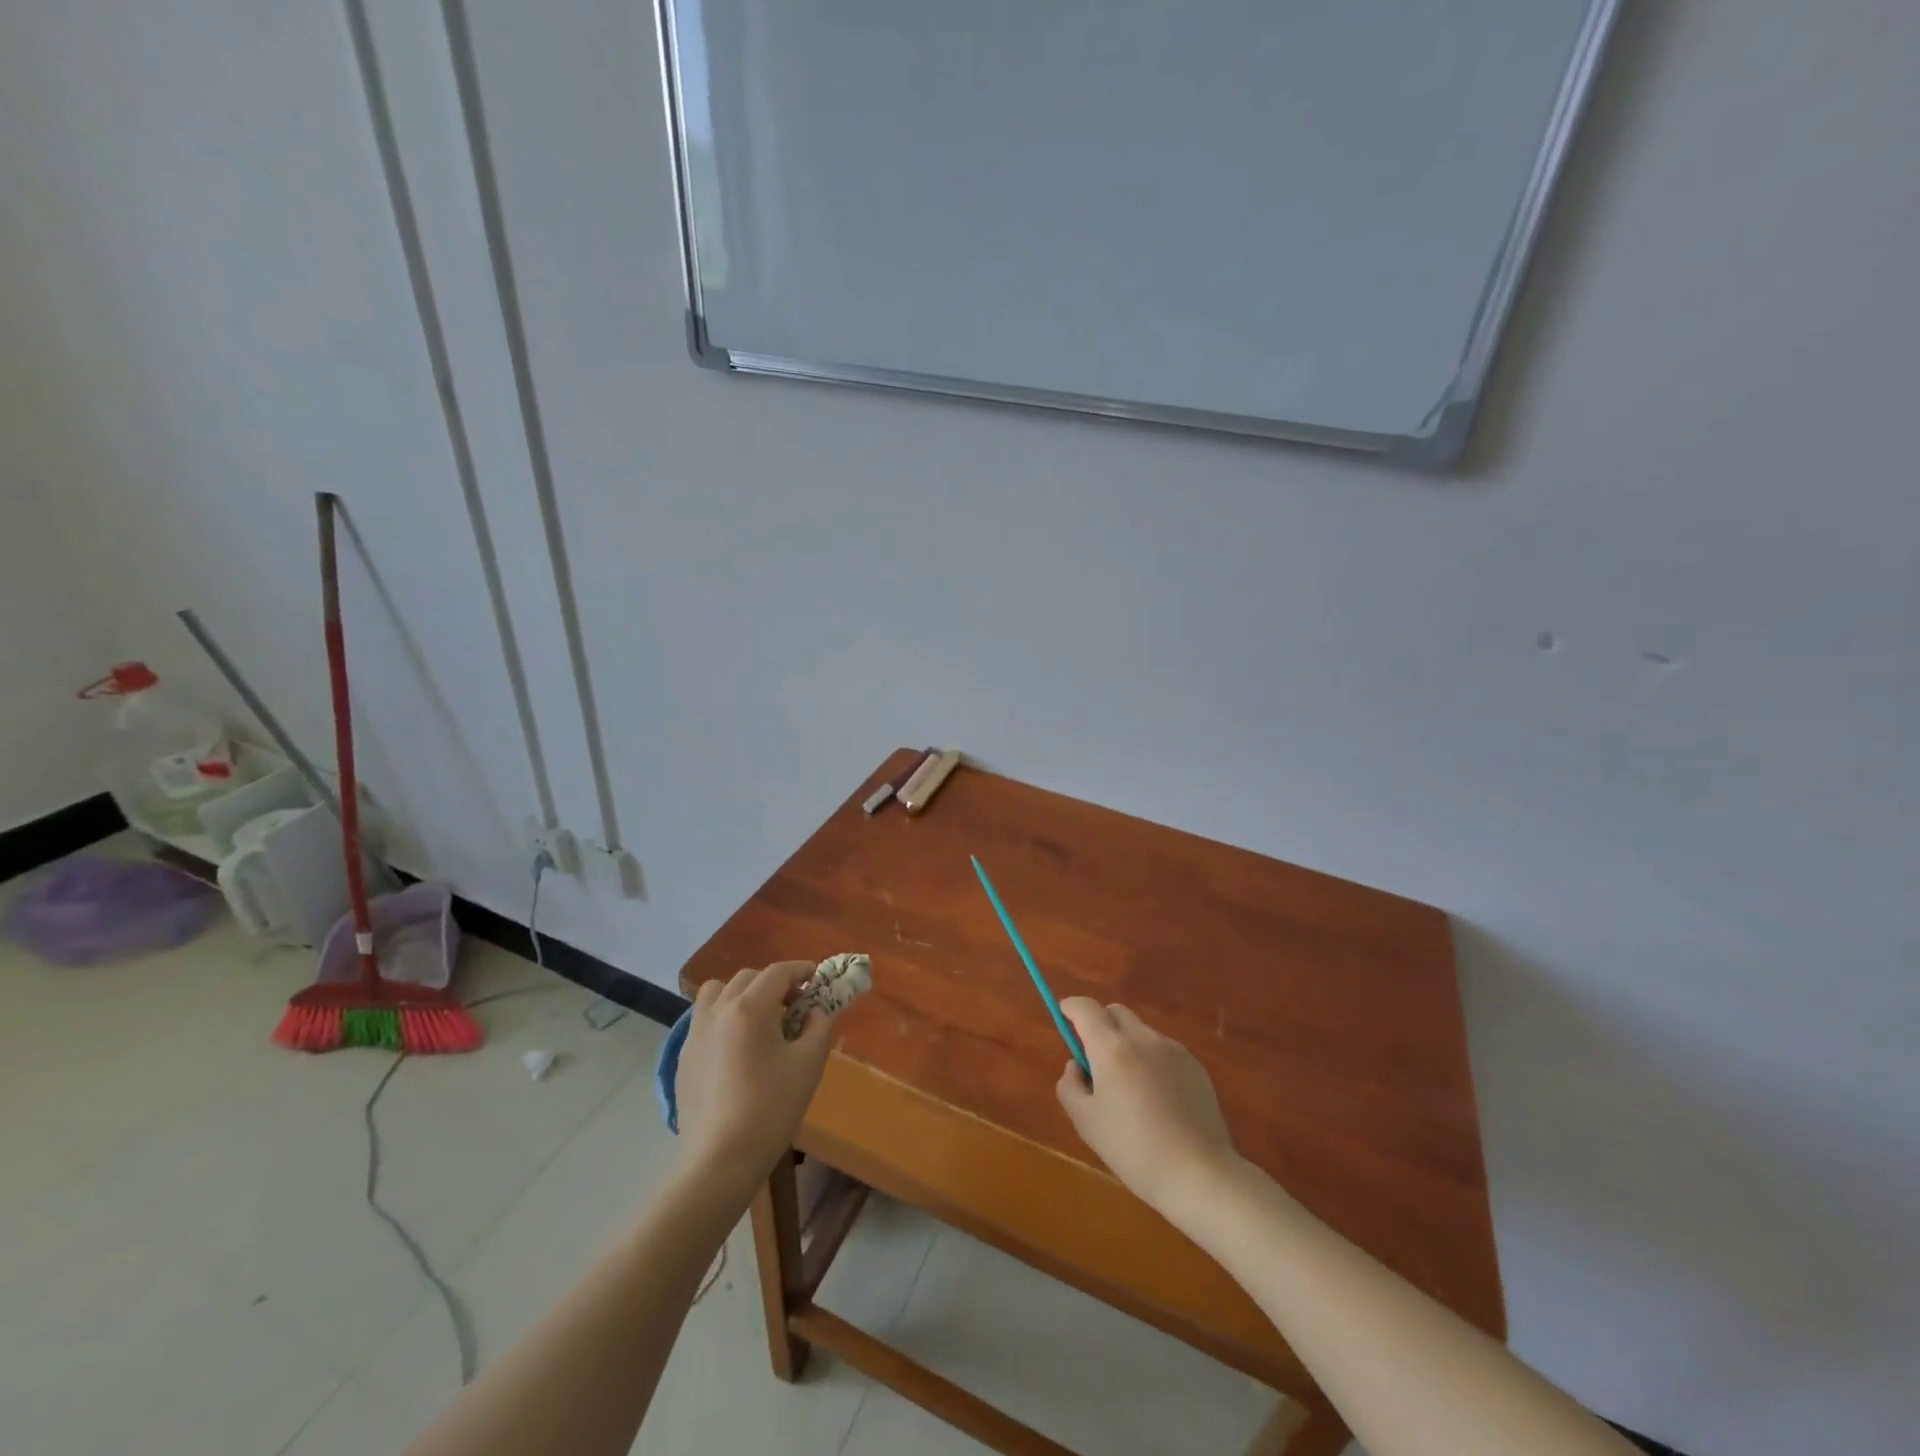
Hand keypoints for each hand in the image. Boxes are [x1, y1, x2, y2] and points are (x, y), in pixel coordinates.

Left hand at [676, 962, 833, 1196]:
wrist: (721, 1159)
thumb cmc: (771, 1108)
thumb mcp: (810, 1064)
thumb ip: (819, 1026)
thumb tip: (814, 1011)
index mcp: (751, 1007)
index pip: (778, 972)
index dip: (801, 970)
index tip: (816, 978)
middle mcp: (719, 1010)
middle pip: (748, 977)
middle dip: (774, 983)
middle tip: (793, 1004)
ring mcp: (695, 1032)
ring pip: (717, 992)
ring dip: (741, 994)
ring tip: (758, 1018)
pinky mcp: (684, 1056)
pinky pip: (703, 1018)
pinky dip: (723, 1017)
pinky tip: (736, 1046)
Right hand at [1056, 998, 1239, 1214]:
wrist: (1199, 1173)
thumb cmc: (1133, 1149)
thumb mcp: (1086, 1122)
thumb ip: (1070, 1085)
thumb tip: (1077, 1066)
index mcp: (1112, 1048)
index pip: (1086, 1008)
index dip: (1071, 1008)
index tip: (1064, 1018)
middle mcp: (1143, 1038)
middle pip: (1115, 1012)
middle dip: (1100, 1025)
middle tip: (1096, 1061)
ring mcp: (1173, 1050)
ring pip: (1140, 1033)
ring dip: (1127, 1046)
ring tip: (1131, 1091)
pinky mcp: (1195, 1066)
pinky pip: (1164, 1052)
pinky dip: (1152, 1063)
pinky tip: (1159, 1102)